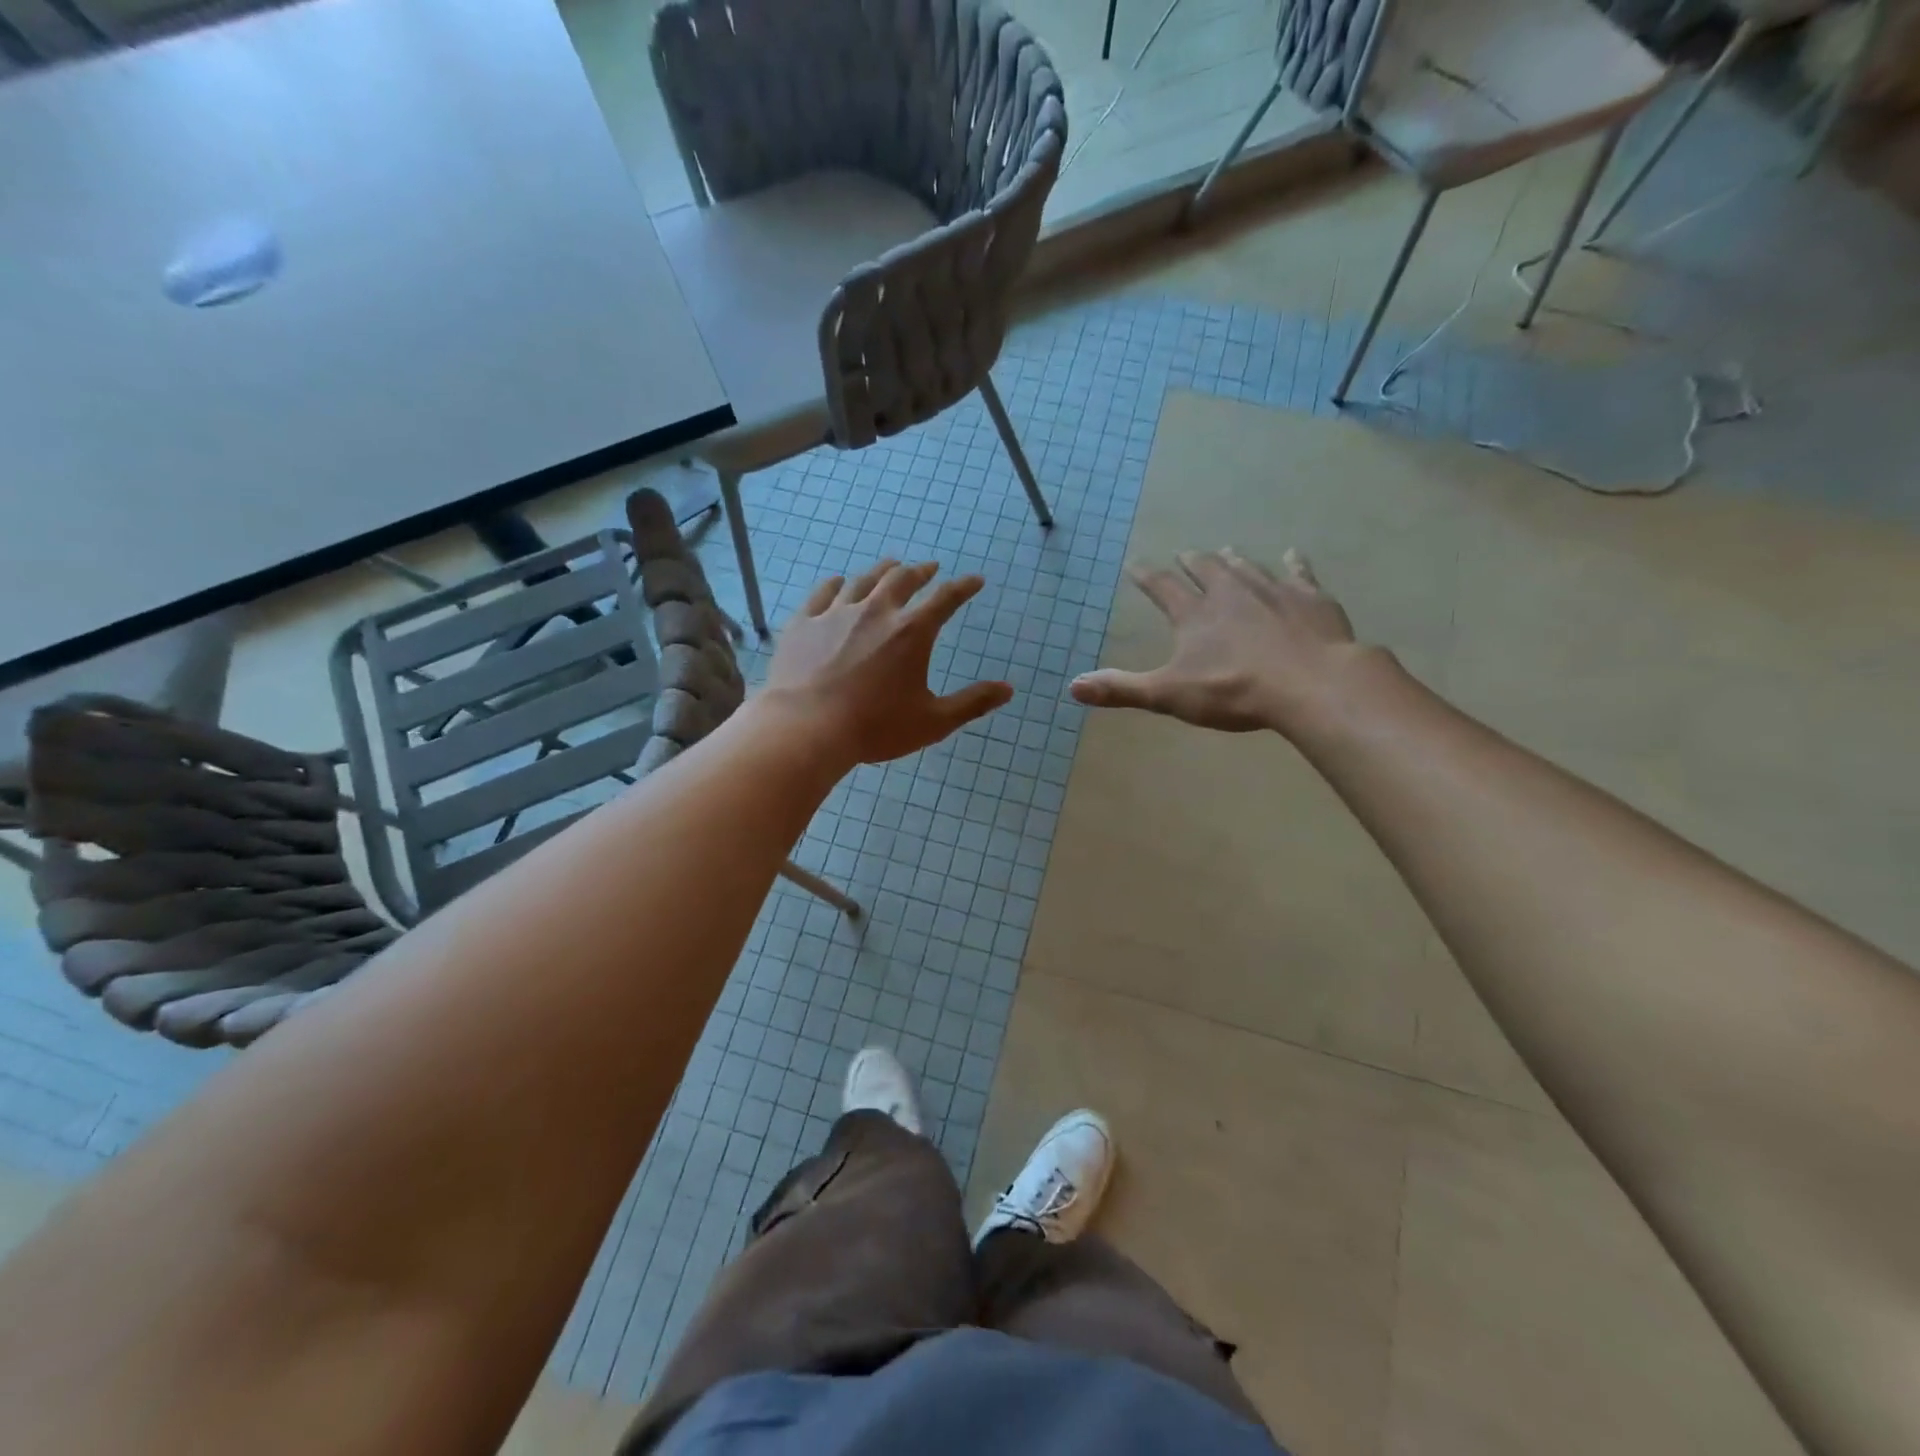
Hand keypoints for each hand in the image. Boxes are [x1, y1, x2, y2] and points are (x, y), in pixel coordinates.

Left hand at [763, 560, 1013, 763]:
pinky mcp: (804, 622)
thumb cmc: (875, 727)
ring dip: (882, 571)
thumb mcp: (933, 721)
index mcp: (912, 632)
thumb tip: (1008, 689)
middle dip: (921, 571)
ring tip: (891, 566)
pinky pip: (823, 593)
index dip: (963, 587)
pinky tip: (839, 582)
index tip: (974, 580)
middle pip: (903, 579)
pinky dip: (836, 584)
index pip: (946, 598)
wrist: (806, 728)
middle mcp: (877, 612)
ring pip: (864, 580)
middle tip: (929, 568)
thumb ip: (972, 703)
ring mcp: (836, 613)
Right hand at [1071, 548, 1375, 735]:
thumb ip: (1121, 689)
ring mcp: (1272, 591)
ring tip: (1226, 551)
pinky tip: (1294, 555)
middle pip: (1206, 569)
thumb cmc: (1234, 691)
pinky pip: (1299, 573)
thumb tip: (1072, 686)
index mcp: (1194, 614)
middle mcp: (1230, 592)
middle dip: (1192, 562)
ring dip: (1233, 560)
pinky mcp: (1310, 598)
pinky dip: (1294, 564)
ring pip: (1247, 567)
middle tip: (1185, 554)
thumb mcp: (1168, 695)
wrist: (1310, 684)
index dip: (1146, 576)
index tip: (1135, 565)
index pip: (1162, 587)